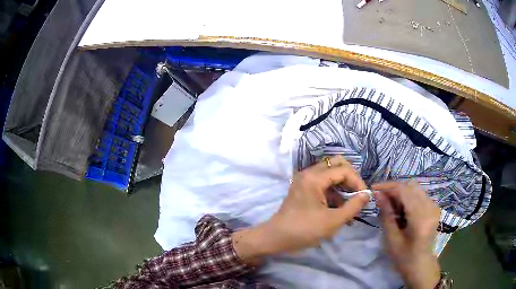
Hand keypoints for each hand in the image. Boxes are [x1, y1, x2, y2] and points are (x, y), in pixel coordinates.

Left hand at [233, 156, 369, 263]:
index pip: (344, 170)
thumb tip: (367, 194)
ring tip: (350, 208)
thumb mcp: (333, 221)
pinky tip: (340, 211)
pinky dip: (333, 194)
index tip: (364, 198)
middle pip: (337, 165)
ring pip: (331, 175)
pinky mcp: (303, 189)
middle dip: (351, 179)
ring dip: (343, 188)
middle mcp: (309, 173)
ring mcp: (305, 181)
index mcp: (314, 178)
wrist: (275, 238)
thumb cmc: (304, 230)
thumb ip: (353, 206)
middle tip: (357, 195)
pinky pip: (323, 185)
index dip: (357, 182)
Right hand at [373, 181, 440, 288]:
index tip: (373, 188)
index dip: (388, 187)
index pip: (404, 191)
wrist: (420, 264)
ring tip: (390, 203)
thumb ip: (386, 214)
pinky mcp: (434, 207)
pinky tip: (401, 208)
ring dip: (401, 192)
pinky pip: (420, 194)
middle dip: (394, 189)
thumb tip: (378, 194)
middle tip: (381, 197)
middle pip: (411, 186)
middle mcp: (430, 207)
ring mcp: (434, 206)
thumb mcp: (391, 238)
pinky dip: (409, 197)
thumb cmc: (404, 257)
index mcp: (420, 218)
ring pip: (415, 189)